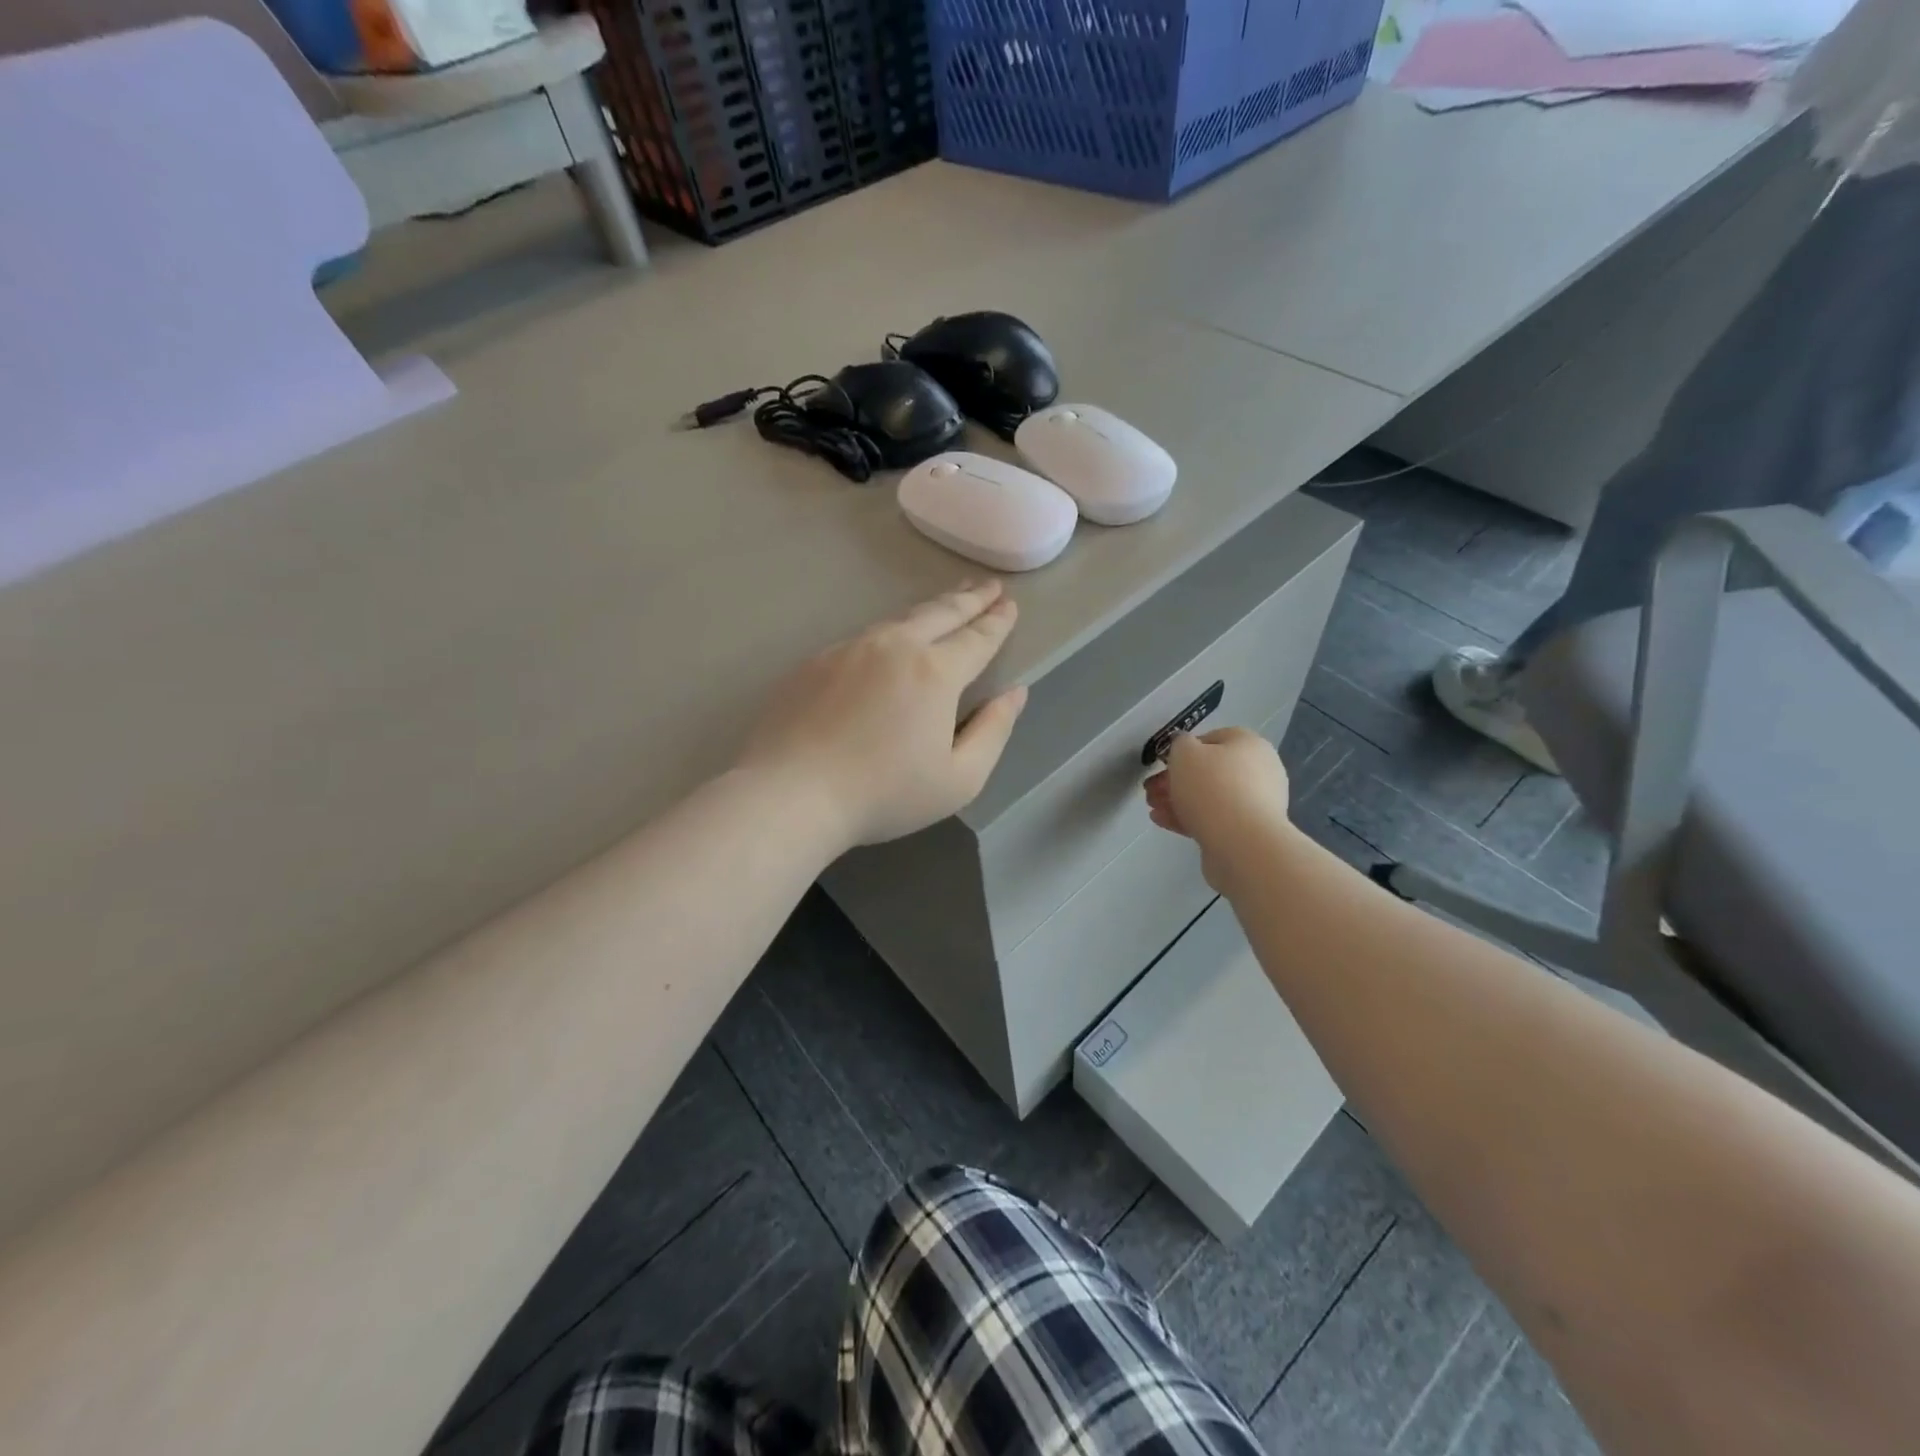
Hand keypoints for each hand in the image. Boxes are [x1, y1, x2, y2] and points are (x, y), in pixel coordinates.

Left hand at [739, 581, 1027, 851]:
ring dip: (930, 609)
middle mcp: (894, 647)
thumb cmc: (883, 794)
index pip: (977, 638)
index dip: (997, 622)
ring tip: (947, 603)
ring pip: (899, 619)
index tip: (1010, 605)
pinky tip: (889, 642)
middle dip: (969, 598)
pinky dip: (889, 632)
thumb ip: (994, 731)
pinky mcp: (816, 662)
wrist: (790, 794)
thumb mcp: (959, 779)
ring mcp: (849, 649)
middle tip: (988, 586)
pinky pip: (863, 638)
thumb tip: (1016, 693)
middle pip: (940, 613)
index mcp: (935, 673)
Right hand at [1144, 728, 1293, 891]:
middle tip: (1151, 789)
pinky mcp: (1247, 832)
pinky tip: (1162, 820)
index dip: (1183, 750)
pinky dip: (1188, 818)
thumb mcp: (1185, 753)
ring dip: (1178, 800)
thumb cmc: (1212, 787)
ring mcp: (1255, 804)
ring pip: (1209, 797)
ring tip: (1152, 808)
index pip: (1212, 739)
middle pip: (1209, 771)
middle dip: (1175, 780)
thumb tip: (1184, 746)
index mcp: (1249, 745)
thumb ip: (1179, 744)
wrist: (1242, 843)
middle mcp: (1258, 771)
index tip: (1163, 764)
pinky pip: (1213, 819)